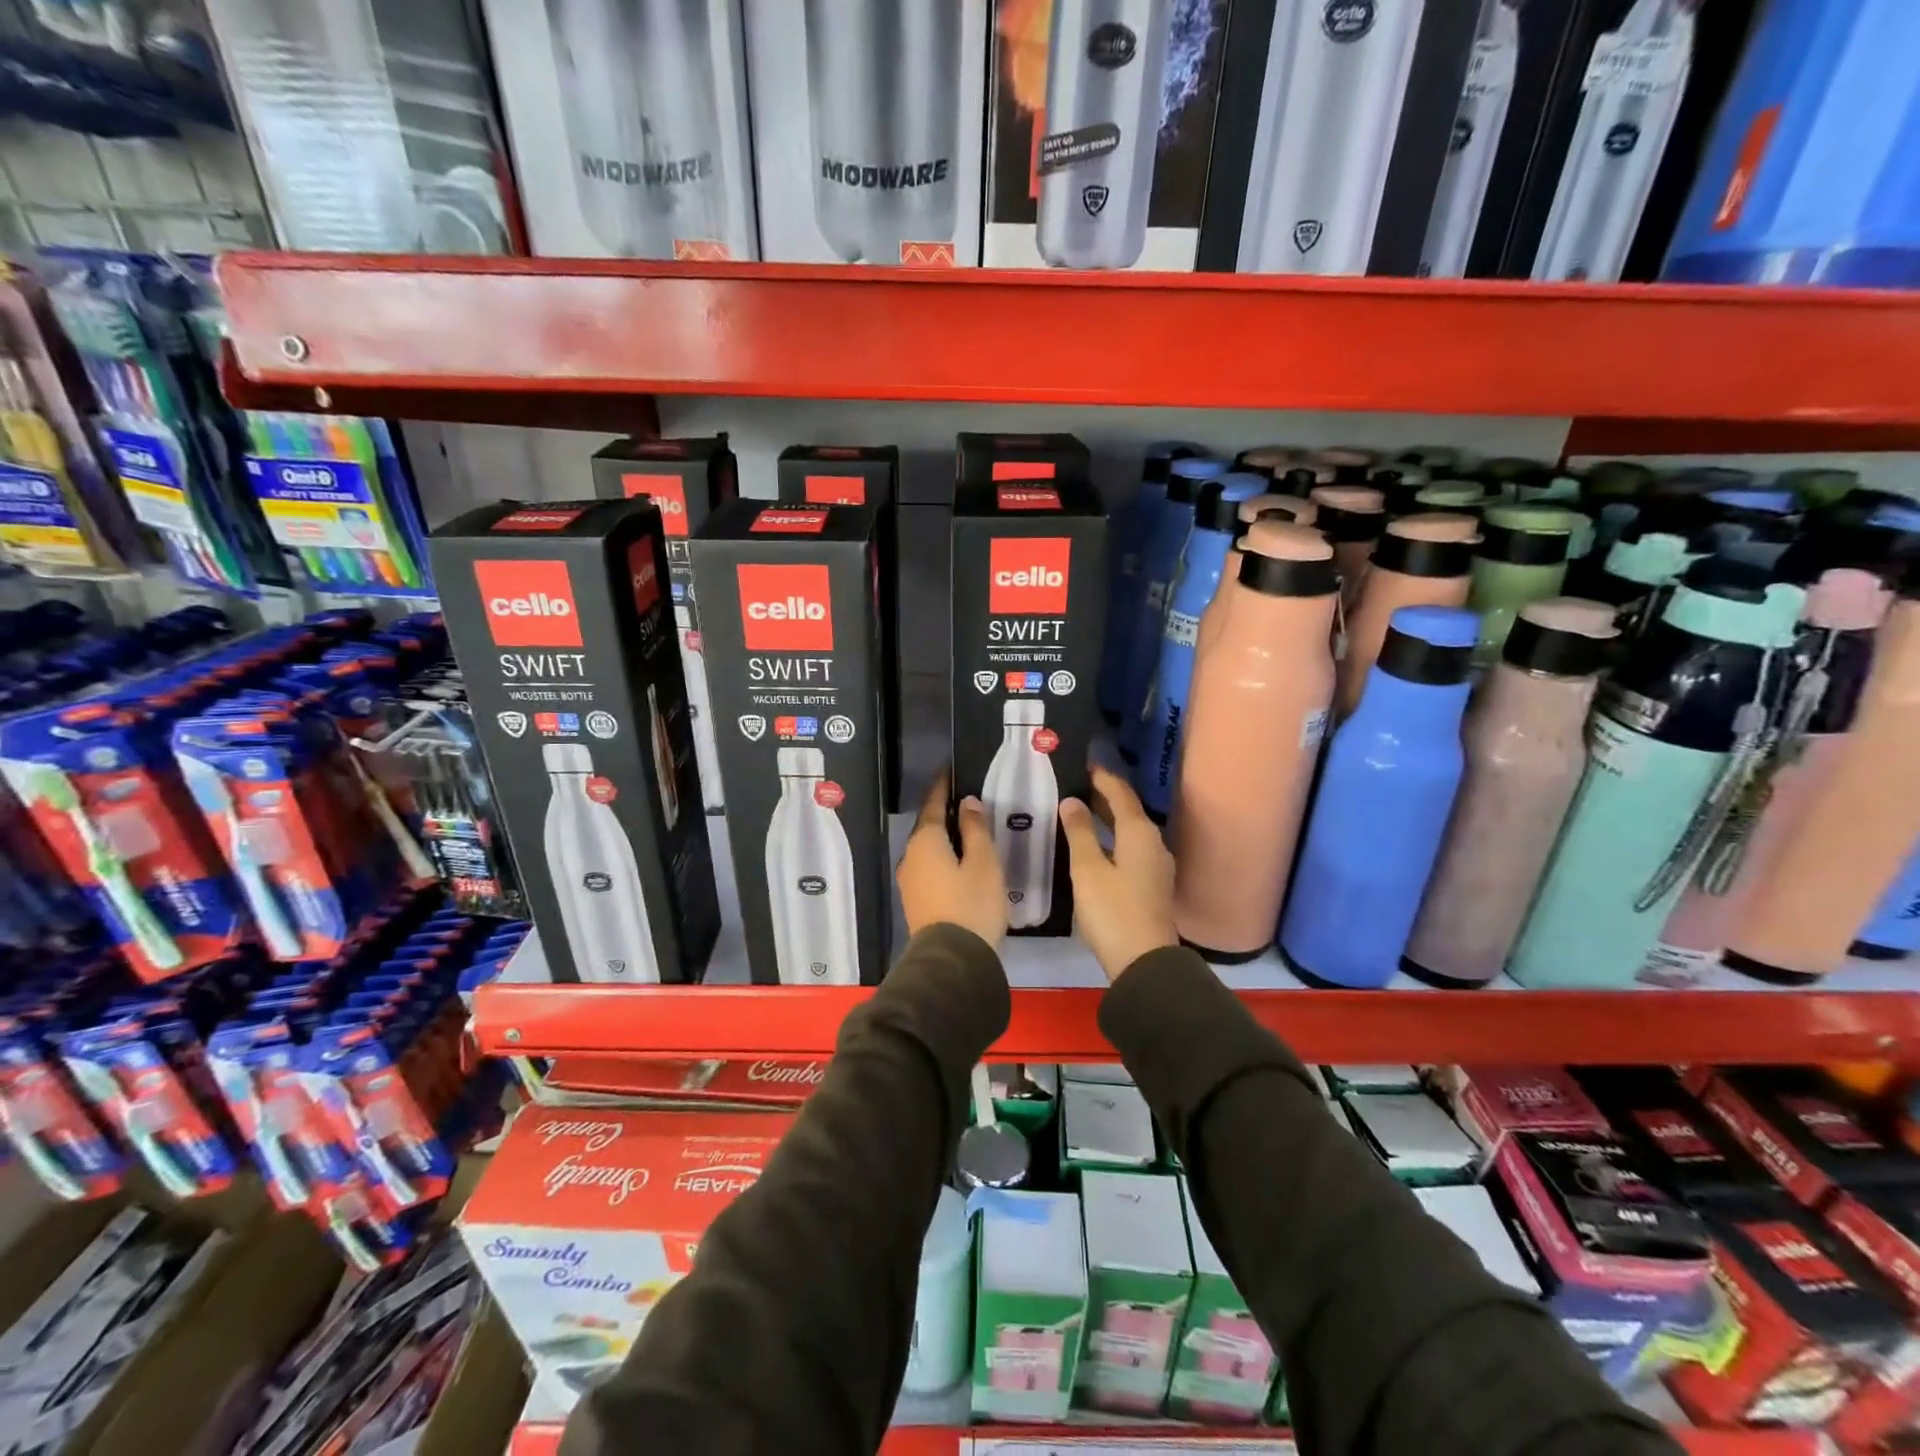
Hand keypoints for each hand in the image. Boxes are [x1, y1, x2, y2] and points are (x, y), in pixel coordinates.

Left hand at [896, 772, 1007, 947]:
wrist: (952, 960)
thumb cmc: (972, 904)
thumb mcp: (983, 862)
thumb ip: (976, 829)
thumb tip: (967, 803)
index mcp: (925, 841)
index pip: (933, 804)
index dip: (943, 786)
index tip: (950, 770)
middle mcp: (911, 856)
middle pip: (928, 827)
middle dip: (945, 813)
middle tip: (968, 802)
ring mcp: (909, 881)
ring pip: (928, 849)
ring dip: (945, 838)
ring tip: (968, 832)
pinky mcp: (916, 901)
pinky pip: (929, 868)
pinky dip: (943, 858)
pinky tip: (960, 863)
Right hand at [1059, 765, 1177, 981]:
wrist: (1144, 962)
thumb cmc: (1113, 910)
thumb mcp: (1088, 869)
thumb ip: (1079, 832)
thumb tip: (1072, 802)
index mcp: (1140, 833)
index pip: (1121, 793)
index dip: (1103, 777)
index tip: (1085, 762)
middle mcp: (1154, 844)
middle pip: (1129, 810)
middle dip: (1105, 796)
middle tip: (1077, 783)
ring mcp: (1157, 866)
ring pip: (1130, 831)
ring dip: (1108, 818)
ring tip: (1082, 810)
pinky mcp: (1152, 885)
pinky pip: (1131, 848)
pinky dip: (1113, 838)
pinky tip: (1096, 845)